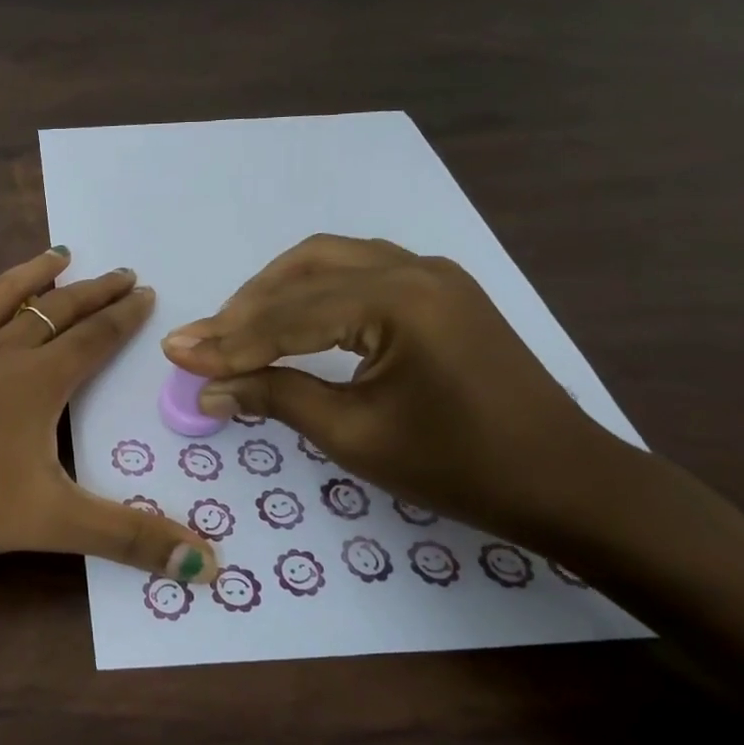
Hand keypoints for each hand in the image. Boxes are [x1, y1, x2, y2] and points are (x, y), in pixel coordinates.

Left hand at [0, 228, 219, 583]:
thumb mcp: (51, 522)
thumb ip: (128, 539)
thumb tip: (208, 566)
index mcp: (40, 382)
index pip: (96, 340)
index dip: (125, 316)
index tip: (146, 291)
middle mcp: (2, 352)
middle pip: (58, 312)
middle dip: (94, 292)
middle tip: (121, 273)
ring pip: (4, 297)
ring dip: (35, 273)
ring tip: (61, 253)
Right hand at [160, 235, 631, 546]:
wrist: (567, 483)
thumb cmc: (460, 467)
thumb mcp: (355, 435)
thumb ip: (275, 398)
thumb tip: (206, 391)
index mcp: (398, 301)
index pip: (289, 316)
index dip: (228, 341)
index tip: (176, 354)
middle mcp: (413, 268)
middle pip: (302, 272)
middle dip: (246, 308)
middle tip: (204, 344)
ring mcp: (431, 273)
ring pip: (328, 261)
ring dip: (276, 291)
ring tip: (237, 328)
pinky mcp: (438, 288)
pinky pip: (357, 270)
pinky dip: (312, 290)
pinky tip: (291, 317)